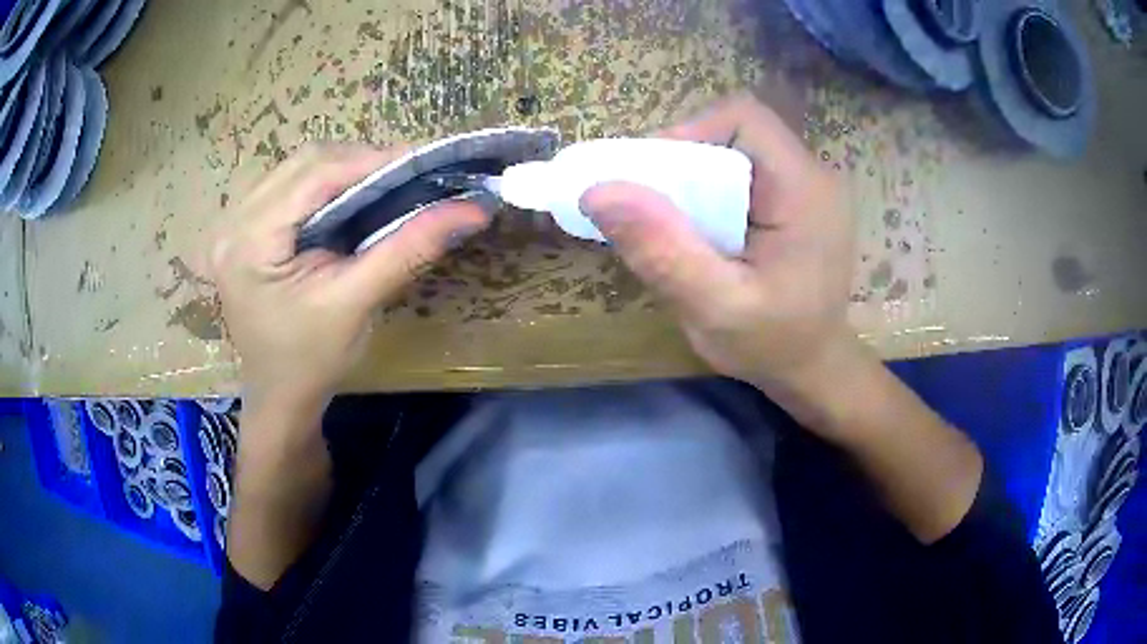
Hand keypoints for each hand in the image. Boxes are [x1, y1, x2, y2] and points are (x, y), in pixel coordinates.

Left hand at [210, 143, 489, 415]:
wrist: (280, 396)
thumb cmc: (312, 361)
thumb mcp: (357, 304)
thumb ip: (408, 249)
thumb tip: (472, 210)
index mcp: (249, 243)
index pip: (313, 176)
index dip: (371, 161)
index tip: (423, 161)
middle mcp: (233, 223)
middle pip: (303, 164)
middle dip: (358, 162)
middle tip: (406, 176)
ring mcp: (234, 225)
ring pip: (297, 170)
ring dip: (343, 170)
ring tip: (383, 185)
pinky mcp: (244, 230)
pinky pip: (290, 187)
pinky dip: (326, 185)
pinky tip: (349, 200)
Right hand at [581, 95, 856, 412]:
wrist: (814, 370)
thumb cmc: (773, 346)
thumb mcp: (714, 308)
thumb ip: (663, 251)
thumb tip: (599, 192)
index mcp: (803, 189)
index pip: (744, 119)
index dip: (690, 132)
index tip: (652, 178)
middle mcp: (813, 176)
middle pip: (737, 132)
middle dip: (686, 159)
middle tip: (651, 205)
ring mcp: (808, 188)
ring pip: (738, 150)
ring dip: (696, 176)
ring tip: (671, 221)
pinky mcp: (798, 202)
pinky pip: (747, 173)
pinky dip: (712, 190)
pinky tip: (699, 228)